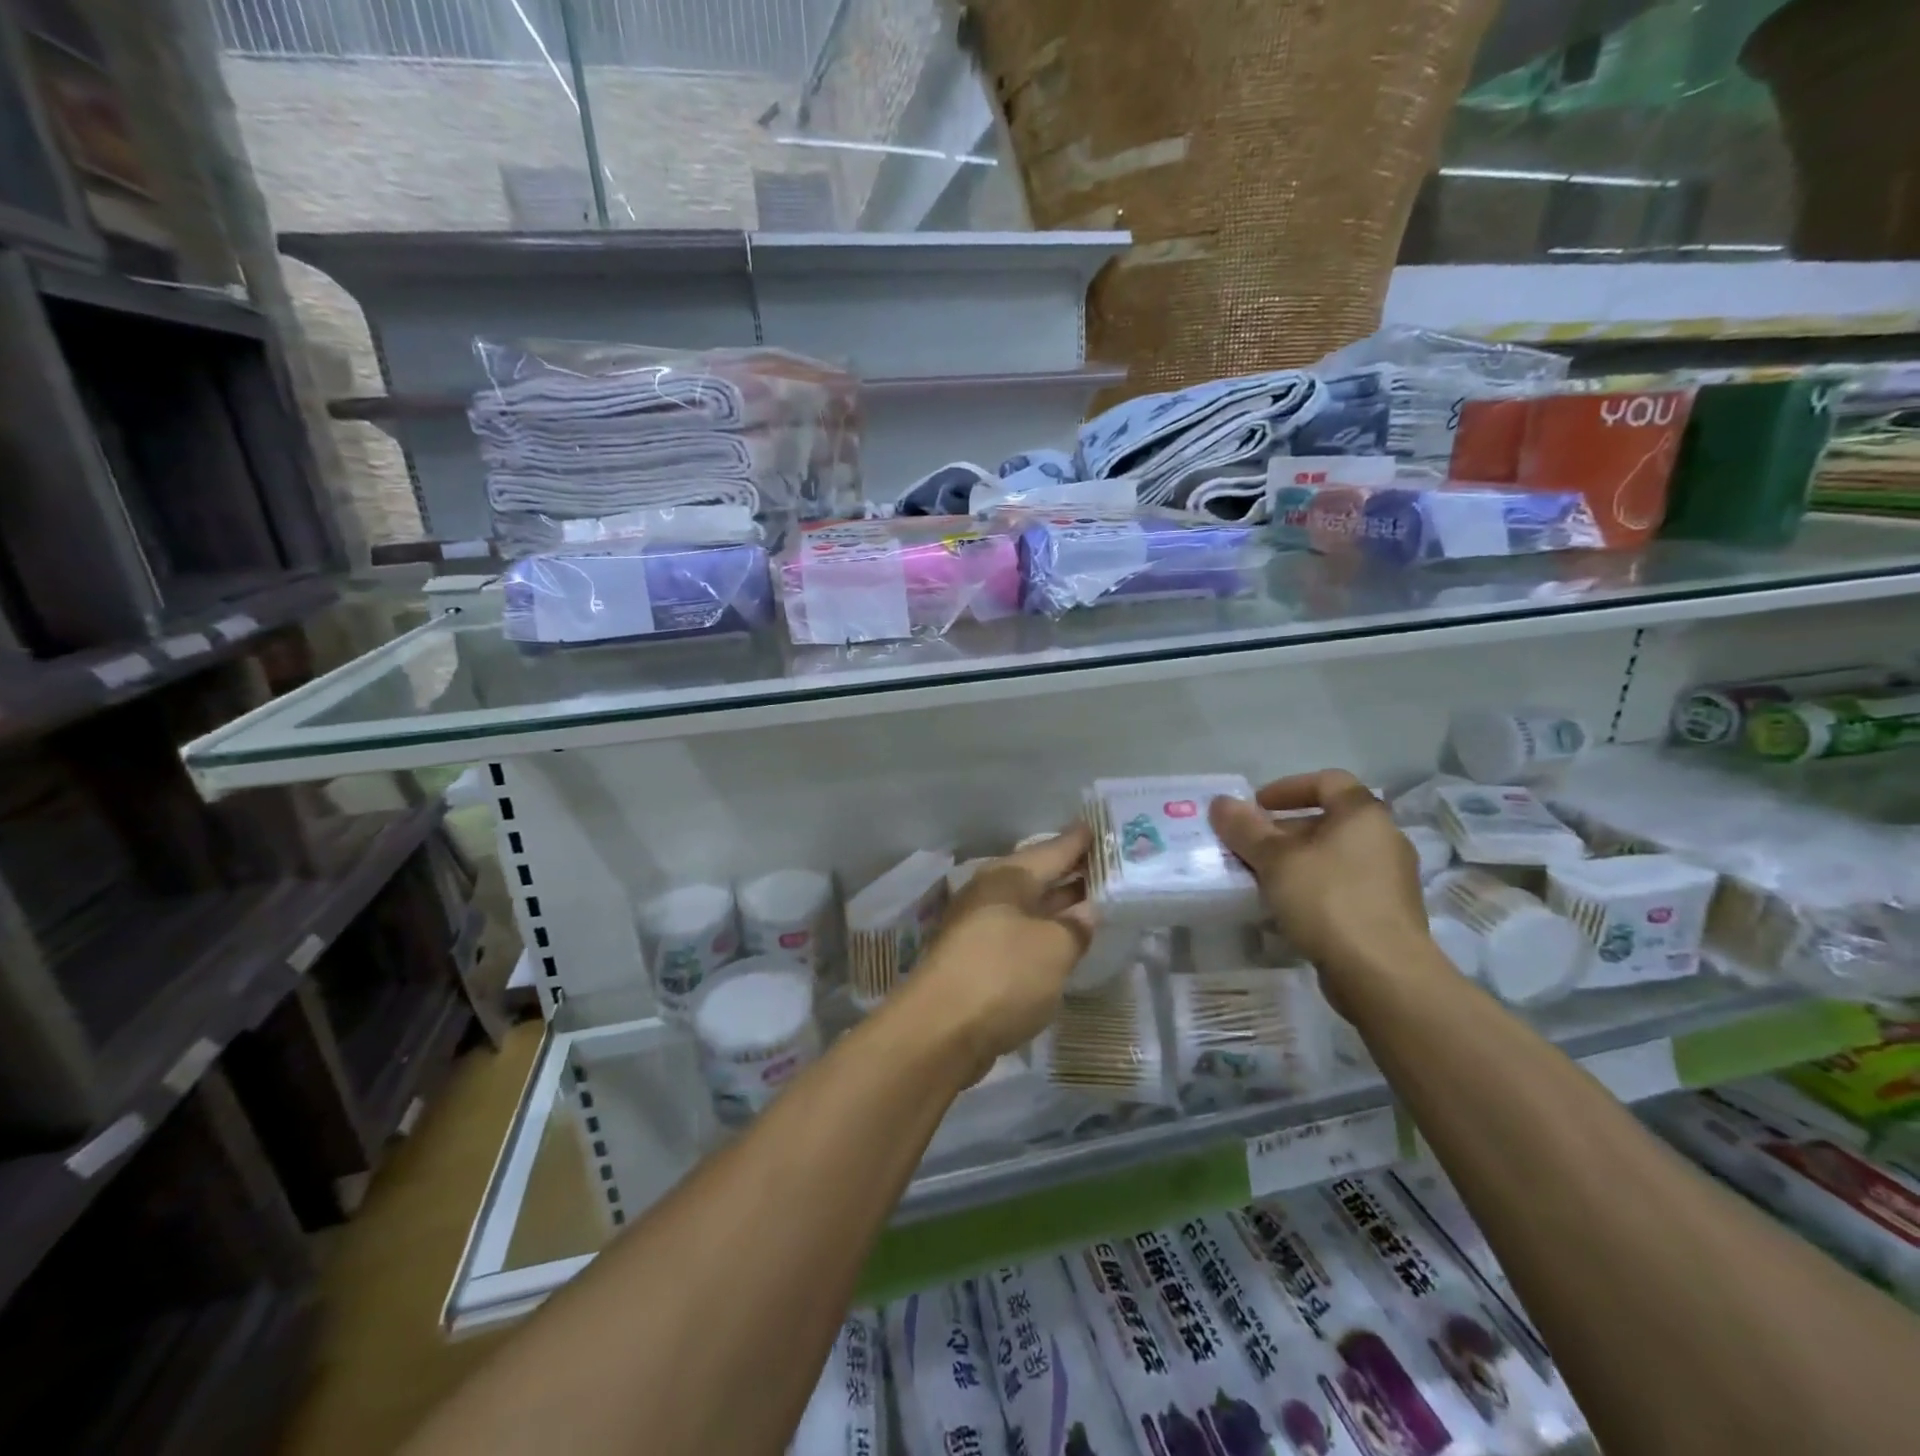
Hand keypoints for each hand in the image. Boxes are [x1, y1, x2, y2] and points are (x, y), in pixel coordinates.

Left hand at [897, 825, 1095, 1078]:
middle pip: (1039, 876)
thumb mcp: (1054, 947)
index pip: (1053, 849)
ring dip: (1059, 904)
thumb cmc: (1003, 975)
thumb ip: (1076, 926)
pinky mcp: (977, 959)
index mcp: (1008, 877)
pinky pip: (1021, 933)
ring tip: (1097, 899)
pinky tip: (1065, 940)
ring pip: (1030, 906)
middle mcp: (990, 893)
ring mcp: (980, 926)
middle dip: (1072, 872)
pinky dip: (1044, 932)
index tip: (1105, 827)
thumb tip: (1086, 912)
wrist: (940, 1031)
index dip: (1081, 841)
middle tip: (1111, 864)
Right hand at [1209, 770, 1432, 1010]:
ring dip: (1295, 863)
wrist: (1382, 973)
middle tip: (1248, 848)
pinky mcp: (1386, 914)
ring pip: (1333, 857)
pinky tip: (1286, 910)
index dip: (1287, 788)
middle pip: (1327, 821)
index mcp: (1363, 815)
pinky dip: (1312, 889)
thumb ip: (1245, 828)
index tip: (1256, 807)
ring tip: (1260, 880)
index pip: (1326, 781)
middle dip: (1283, 831)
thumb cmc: (1328, 900)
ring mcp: (1389, 879)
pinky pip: (1342, 888)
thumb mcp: (1275, 859)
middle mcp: (1384, 839)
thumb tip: (1221, 803)